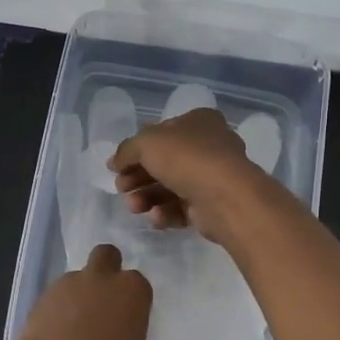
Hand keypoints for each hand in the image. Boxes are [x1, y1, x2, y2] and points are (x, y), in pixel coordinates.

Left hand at [13, 243, 152, 339]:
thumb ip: (132, 335)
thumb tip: (121, 332)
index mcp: (131, 289)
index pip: (138, 283)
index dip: (133, 299)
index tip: (129, 317)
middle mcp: (101, 277)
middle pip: (106, 255)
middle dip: (107, 268)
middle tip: (104, 297)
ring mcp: (68, 283)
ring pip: (78, 278)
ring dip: (79, 294)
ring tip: (75, 327)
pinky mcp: (42, 295)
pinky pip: (56, 297)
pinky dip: (58, 309)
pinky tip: (57, 334)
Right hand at [109, 108, 263, 245]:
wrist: (225, 197)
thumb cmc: (186, 158)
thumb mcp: (146, 143)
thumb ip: (126, 151)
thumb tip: (114, 163)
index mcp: (198, 122)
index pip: (160, 133)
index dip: (136, 150)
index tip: (118, 167)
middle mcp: (207, 146)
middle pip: (162, 162)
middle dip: (137, 177)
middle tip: (121, 188)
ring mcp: (211, 177)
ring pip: (170, 187)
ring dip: (146, 197)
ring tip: (135, 207)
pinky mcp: (211, 205)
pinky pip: (181, 208)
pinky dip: (165, 212)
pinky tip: (156, 217)